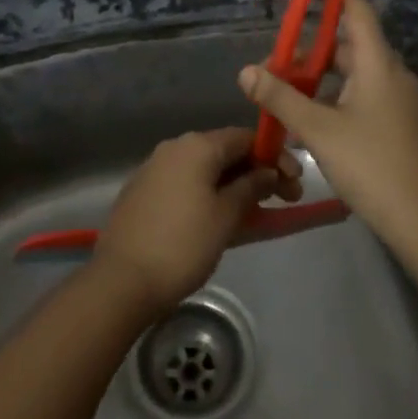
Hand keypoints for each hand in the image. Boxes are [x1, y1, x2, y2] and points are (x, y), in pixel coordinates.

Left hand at [91, 128, 295, 316]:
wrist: (122, 280)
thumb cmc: (183, 244)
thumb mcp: (226, 216)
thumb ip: (251, 187)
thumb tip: (268, 171)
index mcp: (197, 146)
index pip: (245, 138)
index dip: (274, 156)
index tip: (296, 183)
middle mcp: (174, 147)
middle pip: (225, 151)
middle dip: (257, 172)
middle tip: (285, 199)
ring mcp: (155, 168)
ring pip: (205, 169)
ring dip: (234, 185)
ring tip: (257, 212)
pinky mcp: (143, 191)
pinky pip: (186, 183)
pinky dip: (209, 193)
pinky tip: (222, 218)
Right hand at [240, 0, 417, 260]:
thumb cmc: (372, 167)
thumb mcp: (319, 131)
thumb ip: (281, 98)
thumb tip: (246, 70)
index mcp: (379, 65)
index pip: (358, 10)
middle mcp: (394, 75)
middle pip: (354, 43)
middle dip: (316, 45)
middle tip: (281, 57)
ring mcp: (403, 102)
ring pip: (360, 73)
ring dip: (326, 75)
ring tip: (292, 91)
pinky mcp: (405, 125)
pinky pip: (369, 95)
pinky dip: (342, 95)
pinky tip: (320, 120)